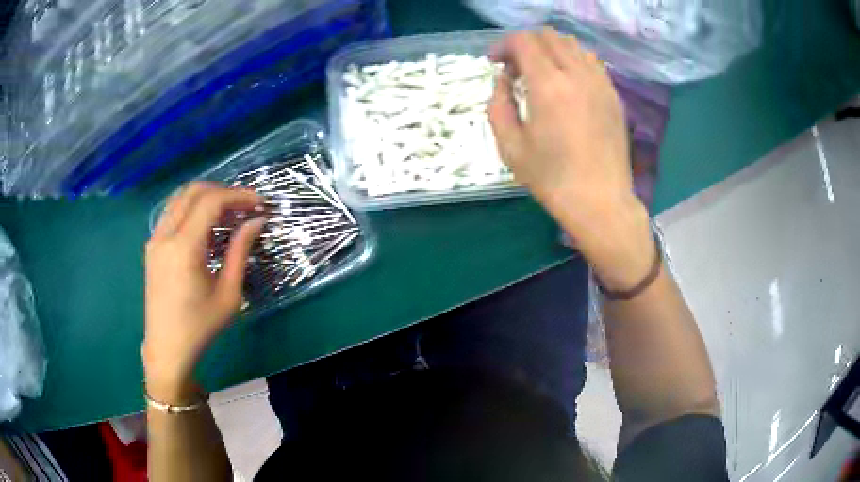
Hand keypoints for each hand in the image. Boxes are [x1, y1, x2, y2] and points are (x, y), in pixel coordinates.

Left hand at [143, 182, 264, 402]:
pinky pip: (172, 213)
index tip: (258, 202)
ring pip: (180, 198)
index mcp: (183, 248)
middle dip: (222, 190)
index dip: (237, 195)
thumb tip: (256, 221)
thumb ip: (240, 252)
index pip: (211, 202)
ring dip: (205, 197)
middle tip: (244, 205)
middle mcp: (165, 235)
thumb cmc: (200, 326)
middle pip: (193, 191)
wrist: (167, 347)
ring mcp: (155, 239)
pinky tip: (206, 228)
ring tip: (228, 213)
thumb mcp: (228, 294)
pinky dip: (191, 209)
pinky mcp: (152, 246)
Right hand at [488, 28, 654, 289]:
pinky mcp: (613, 94)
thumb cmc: (552, 179)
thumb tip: (503, 80)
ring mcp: (600, 83)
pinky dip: (572, 60)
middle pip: (548, 36)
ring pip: (572, 44)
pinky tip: (566, 83)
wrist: (600, 201)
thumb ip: (498, 104)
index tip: (494, 63)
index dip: (503, 45)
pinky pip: (591, 61)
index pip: (524, 41)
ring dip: (550, 49)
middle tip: (515, 67)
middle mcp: (578, 74)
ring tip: (540, 72)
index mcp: (549, 85)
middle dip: (525, 44)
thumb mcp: (510, 146)